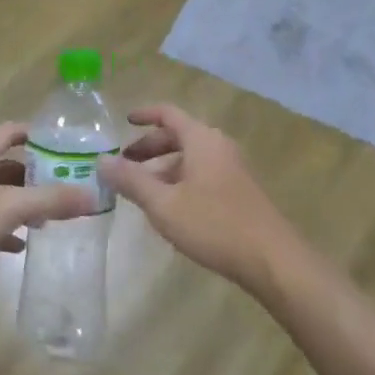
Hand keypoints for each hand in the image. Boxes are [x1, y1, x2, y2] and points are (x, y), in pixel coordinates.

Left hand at [0, 123, 91, 284]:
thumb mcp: (11, 207)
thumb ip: (51, 199)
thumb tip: (92, 196)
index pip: (7, 132)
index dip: (34, 134)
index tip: (63, 144)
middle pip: (6, 165)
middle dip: (35, 174)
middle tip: (65, 184)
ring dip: (22, 202)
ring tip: (50, 216)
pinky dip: (7, 228)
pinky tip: (23, 243)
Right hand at [101, 105, 300, 291]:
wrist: (272, 260)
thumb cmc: (213, 224)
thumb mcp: (163, 204)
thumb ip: (131, 181)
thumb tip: (101, 161)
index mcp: (202, 140)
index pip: (168, 114)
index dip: (144, 114)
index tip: (123, 121)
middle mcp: (218, 147)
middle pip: (178, 136)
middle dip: (148, 148)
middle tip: (123, 165)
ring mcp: (232, 169)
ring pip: (190, 159)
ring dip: (162, 169)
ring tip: (139, 191)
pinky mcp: (239, 192)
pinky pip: (202, 175)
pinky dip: (179, 181)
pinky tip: (168, 208)